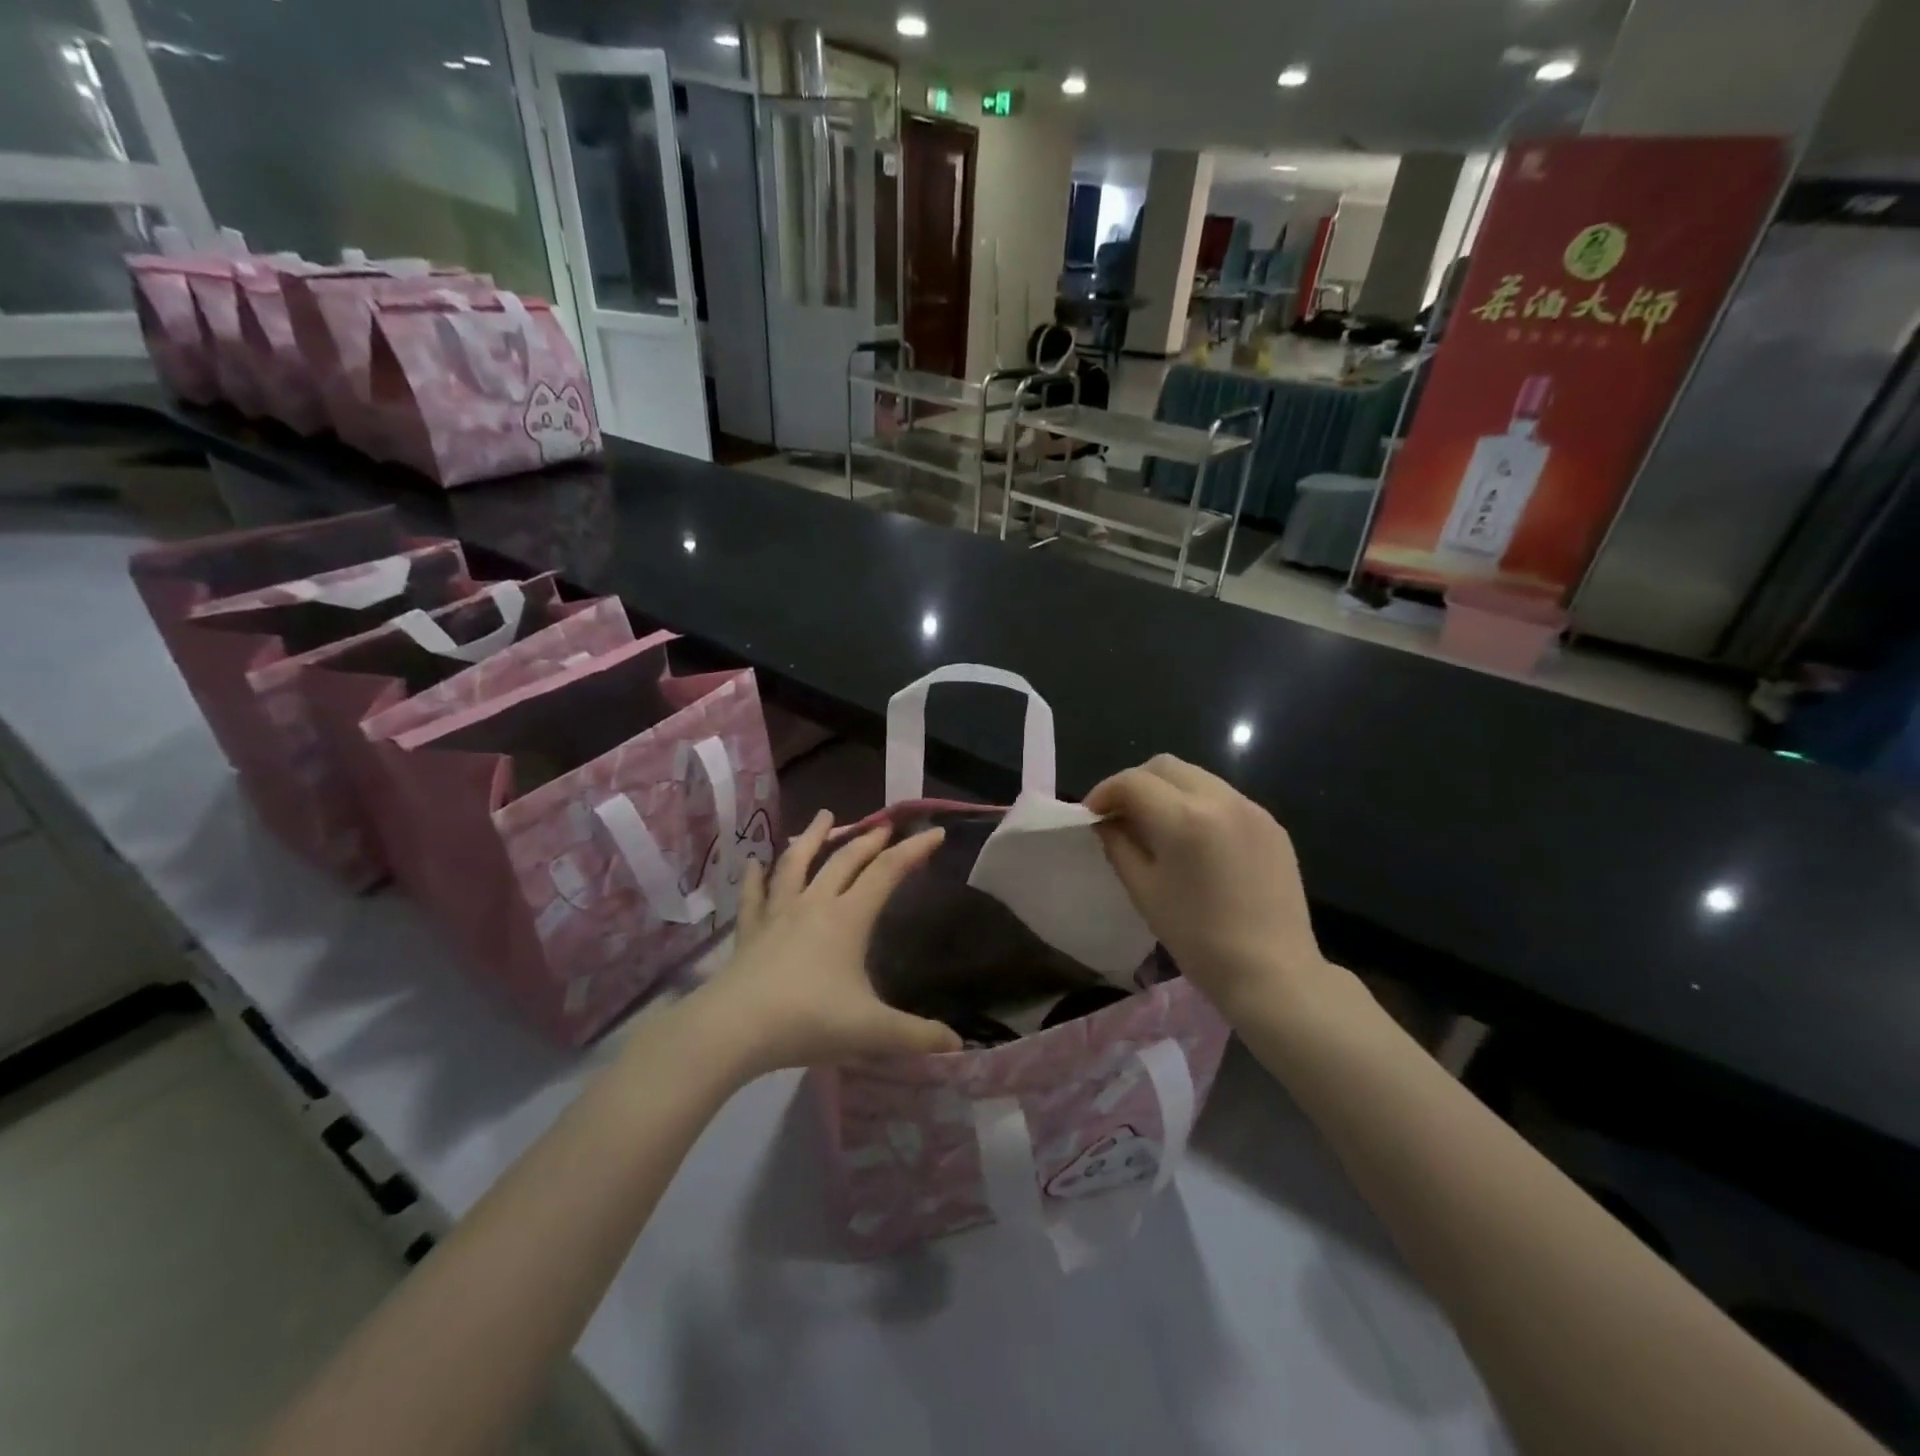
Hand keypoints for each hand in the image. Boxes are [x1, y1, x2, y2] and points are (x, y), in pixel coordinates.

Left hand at [693, 811, 962, 1075]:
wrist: (734, 1028)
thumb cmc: (808, 1021)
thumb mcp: (870, 1031)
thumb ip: (915, 1036)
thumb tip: (958, 1044)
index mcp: (848, 918)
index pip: (887, 872)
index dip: (914, 850)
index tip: (935, 832)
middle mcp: (814, 905)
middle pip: (845, 860)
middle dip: (869, 840)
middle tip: (884, 824)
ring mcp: (778, 914)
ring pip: (796, 864)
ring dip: (812, 837)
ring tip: (823, 816)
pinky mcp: (749, 931)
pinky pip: (753, 896)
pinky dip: (755, 876)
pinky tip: (752, 861)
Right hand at [1086, 755, 1330, 1016]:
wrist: (1273, 972)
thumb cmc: (1198, 938)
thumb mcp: (1144, 891)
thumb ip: (1118, 845)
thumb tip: (1106, 821)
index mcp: (1184, 818)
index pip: (1132, 782)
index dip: (1104, 792)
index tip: (1092, 815)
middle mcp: (1220, 799)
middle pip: (1165, 766)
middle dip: (1136, 783)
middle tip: (1121, 815)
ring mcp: (1252, 808)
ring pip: (1197, 777)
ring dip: (1168, 791)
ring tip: (1157, 826)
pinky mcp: (1271, 824)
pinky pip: (1224, 798)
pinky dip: (1199, 805)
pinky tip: (1195, 841)